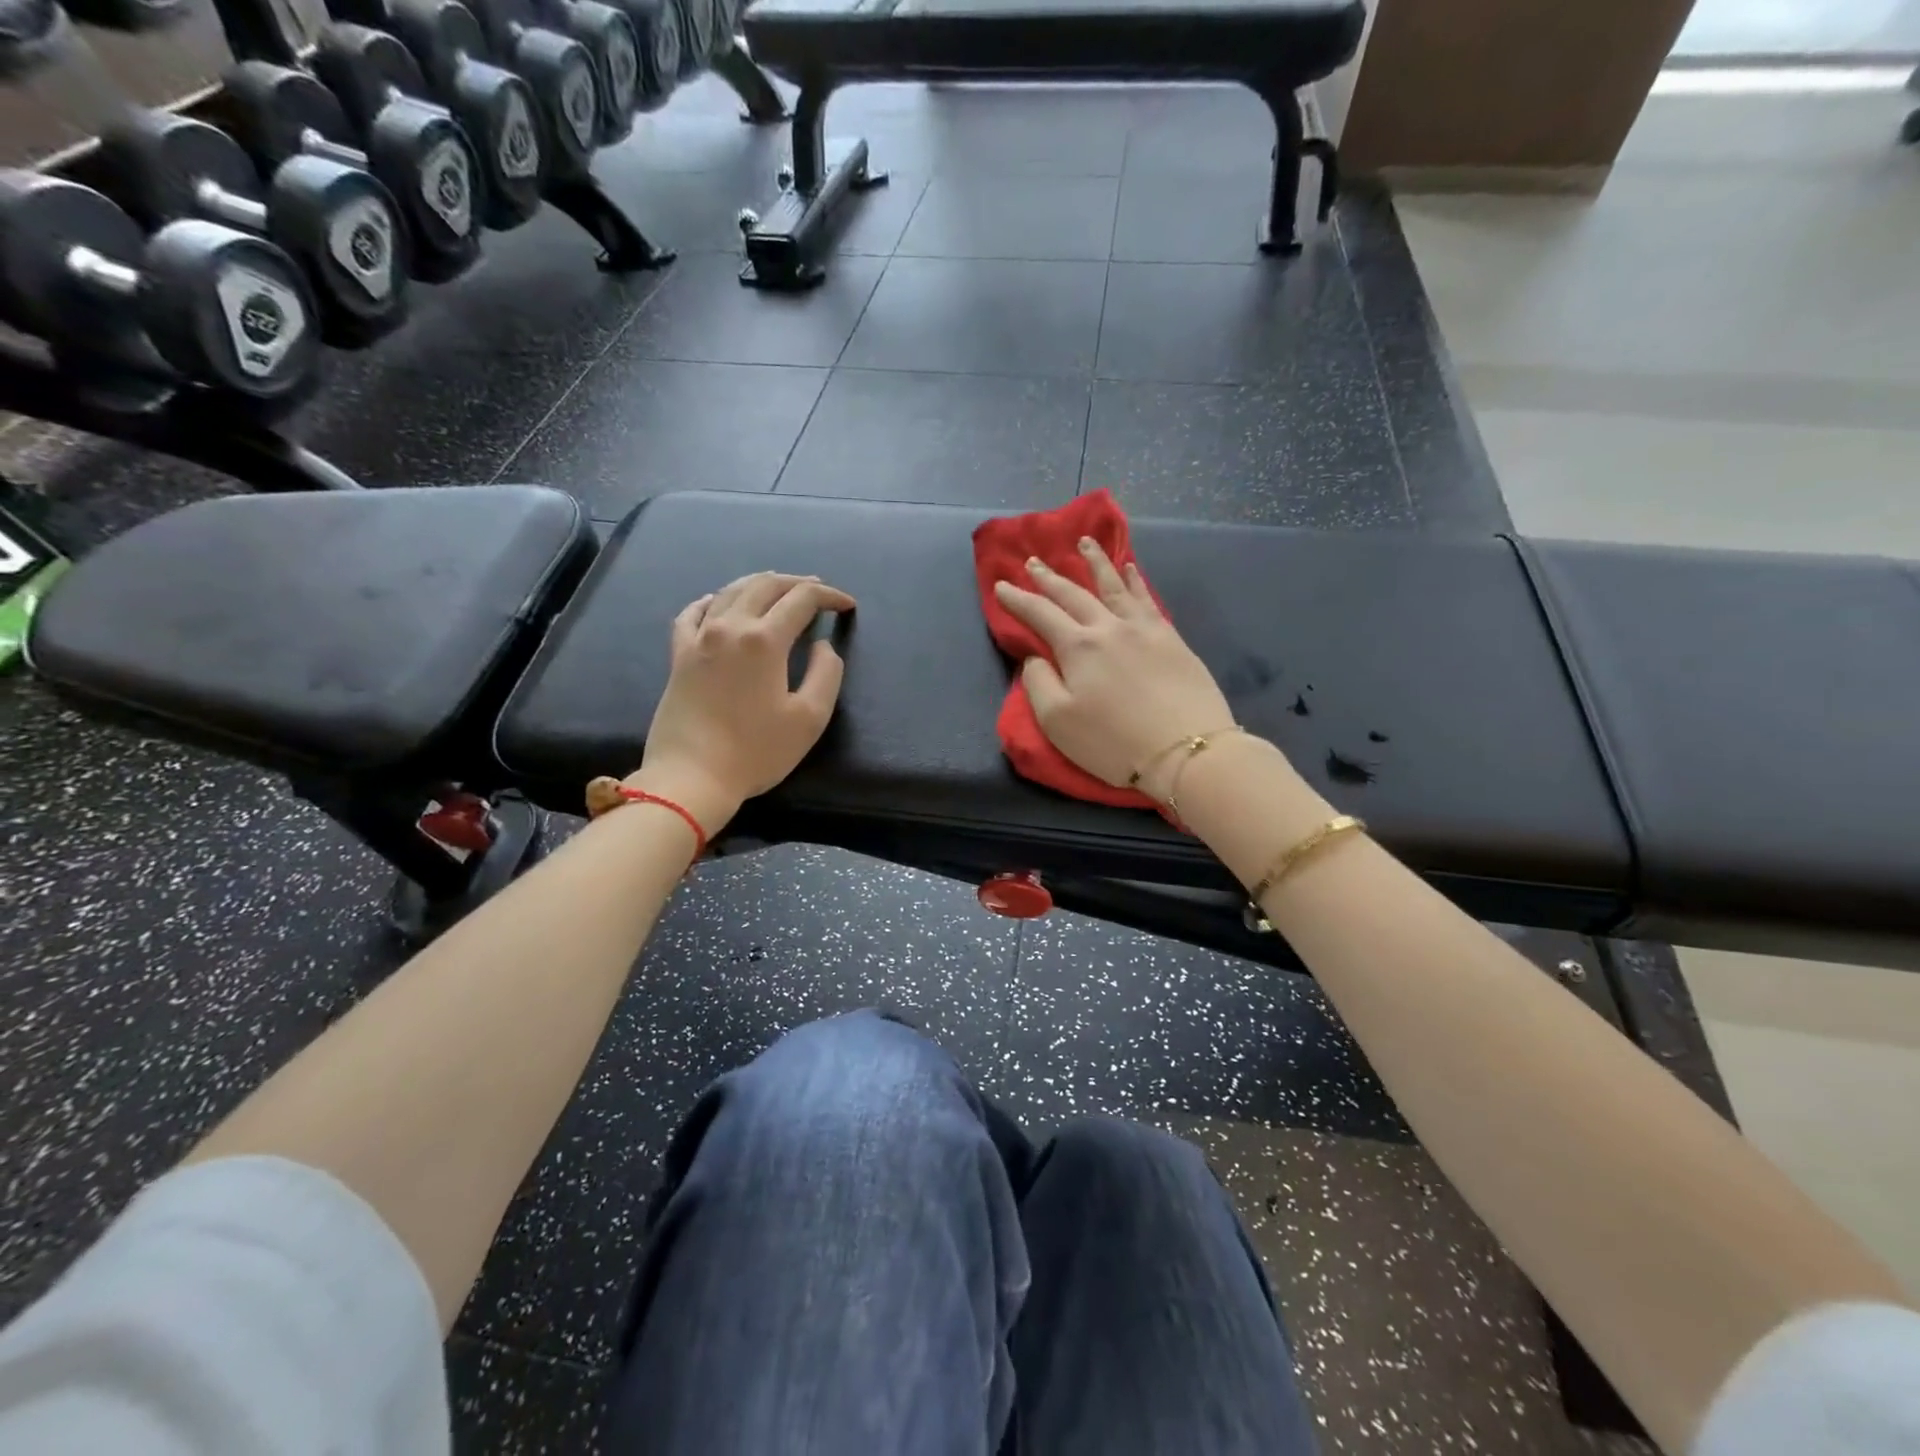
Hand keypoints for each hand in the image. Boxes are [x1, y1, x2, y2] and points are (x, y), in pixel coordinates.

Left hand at [635, 572, 855, 827]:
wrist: (691, 777)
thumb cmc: (756, 752)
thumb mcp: (810, 718)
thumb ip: (826, 674)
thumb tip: (822, 646)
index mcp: (764, 639)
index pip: (802, 599)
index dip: (829, 595)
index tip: (847, 605)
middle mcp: (729, 626)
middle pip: (765, 585)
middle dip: (797, 582)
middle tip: (818, 591)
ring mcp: (699, 638)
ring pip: (730, 591)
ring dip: (760, 584)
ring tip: (779, 590)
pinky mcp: (679, 655)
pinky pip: (692, 612)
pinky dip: (713, 599)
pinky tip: (719, 603)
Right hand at [993, 539, 1234, 796]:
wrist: (1186, 750)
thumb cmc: (1113, 742)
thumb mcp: (1057, 721)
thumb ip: (1038, 683)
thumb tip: (1036, 656)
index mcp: (1077, 647)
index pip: (1040, 613)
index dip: (1017, 599)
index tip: (1001, 585)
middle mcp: (1109, 627)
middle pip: (1073, 594)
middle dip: (1049, 577)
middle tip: (1033, 561)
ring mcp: (1144, 628)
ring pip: (1114, 585)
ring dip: (1095, 562)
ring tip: (1084, 543)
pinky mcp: (1171, 638)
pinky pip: (1147, 598)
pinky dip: (1135, 580)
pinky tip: (1130, 569)